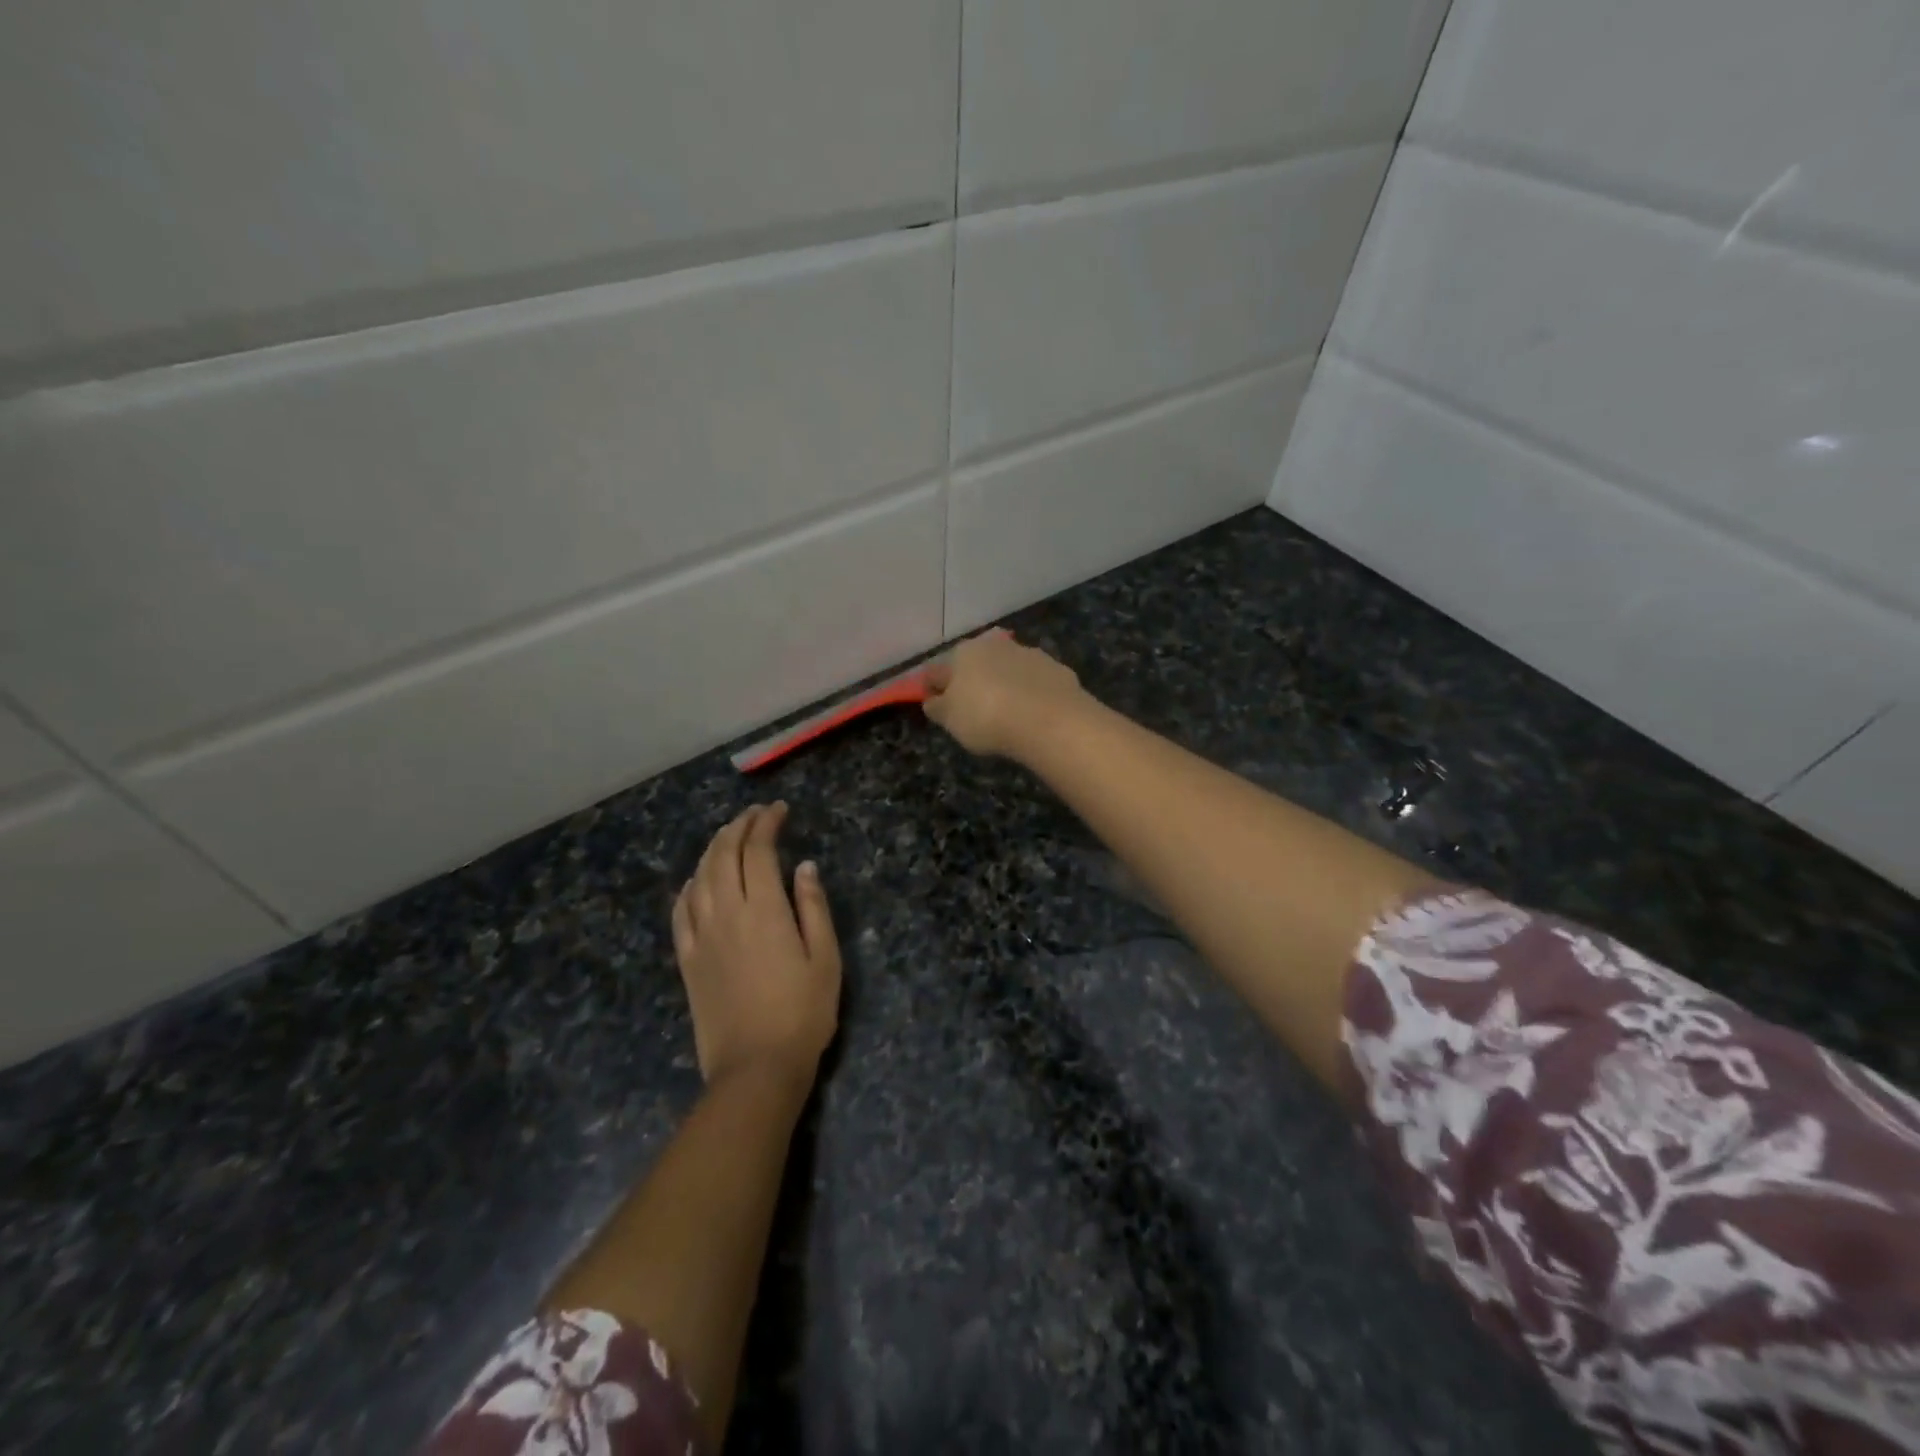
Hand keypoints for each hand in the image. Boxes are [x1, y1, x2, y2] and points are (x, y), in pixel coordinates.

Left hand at [673, 803, 840, 1090]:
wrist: (755, 1068)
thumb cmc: (802, 1013)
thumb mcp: (825, 958)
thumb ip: (814, 907)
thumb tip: (804, 867)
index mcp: (763, 909)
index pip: (758, 851)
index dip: (766, 824)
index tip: (779, 810)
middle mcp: (726, 913)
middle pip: (724, 855)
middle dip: (739, 827)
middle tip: (755, 815)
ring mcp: (701, 936)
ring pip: (700, 877)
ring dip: (713, 849)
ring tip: (728, 835)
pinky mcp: (687, 960)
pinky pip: (681, 911)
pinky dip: (689, 886)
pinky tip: (697, 880)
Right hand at [922, 631, 1087, 758]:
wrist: (1048, 720)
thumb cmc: (986, 717)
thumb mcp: (950, 720)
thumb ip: (937, 707)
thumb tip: (933, 700)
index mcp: (963, 653)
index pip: (939, 671)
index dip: (934, 688)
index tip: (936, 704)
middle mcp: (996, 645)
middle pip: (977, 665)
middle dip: (973, 682)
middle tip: (973, 709)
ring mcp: (1030, 654)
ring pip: (1009, 670)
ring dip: (1005, 684)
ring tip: (1007, 713)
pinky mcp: (1057, 669)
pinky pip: (1037, 683)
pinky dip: (1032, 694)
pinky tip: (1034, 714)